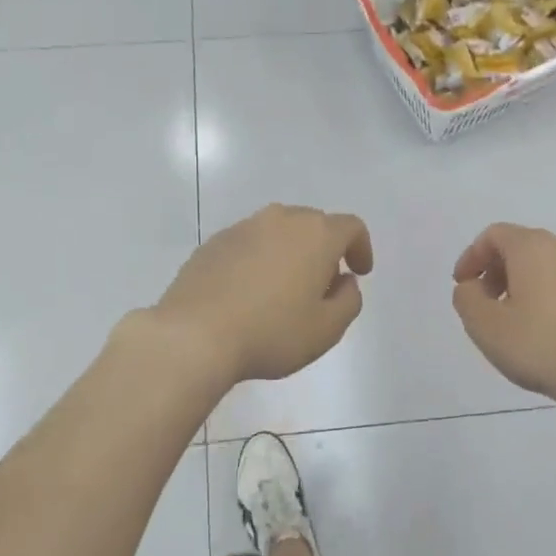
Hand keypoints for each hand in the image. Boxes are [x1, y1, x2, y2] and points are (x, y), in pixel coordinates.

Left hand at [151, 204, 372, 384]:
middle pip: (314, 224)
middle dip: (325, 249)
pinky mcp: (213, 243)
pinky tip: (250, 292)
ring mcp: (243, 228)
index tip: (359, 272)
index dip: (361, 248)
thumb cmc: (272, 332)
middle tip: (322, 285)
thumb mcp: (327, 329)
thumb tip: (344, 282)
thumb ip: (349, 301)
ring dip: (290, 252)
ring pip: (279, 231)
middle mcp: (281, 219)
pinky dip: (259, 259)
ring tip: (284, 289)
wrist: (194, 335)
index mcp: (316, 235)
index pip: (351, 227)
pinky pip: (249, 244)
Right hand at [451, 223, 555, 409]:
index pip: (493, 235)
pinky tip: (536, 327)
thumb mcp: (485, 326)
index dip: (471, 257)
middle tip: (482, 304)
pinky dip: (540, 293)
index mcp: (534, 247)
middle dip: (494, 271)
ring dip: (517, 283)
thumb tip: (472, 287)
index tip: (462, 286)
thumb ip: (467, 298)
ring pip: (541, 264)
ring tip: (508, 319)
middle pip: (518, 246)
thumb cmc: (540, 345)